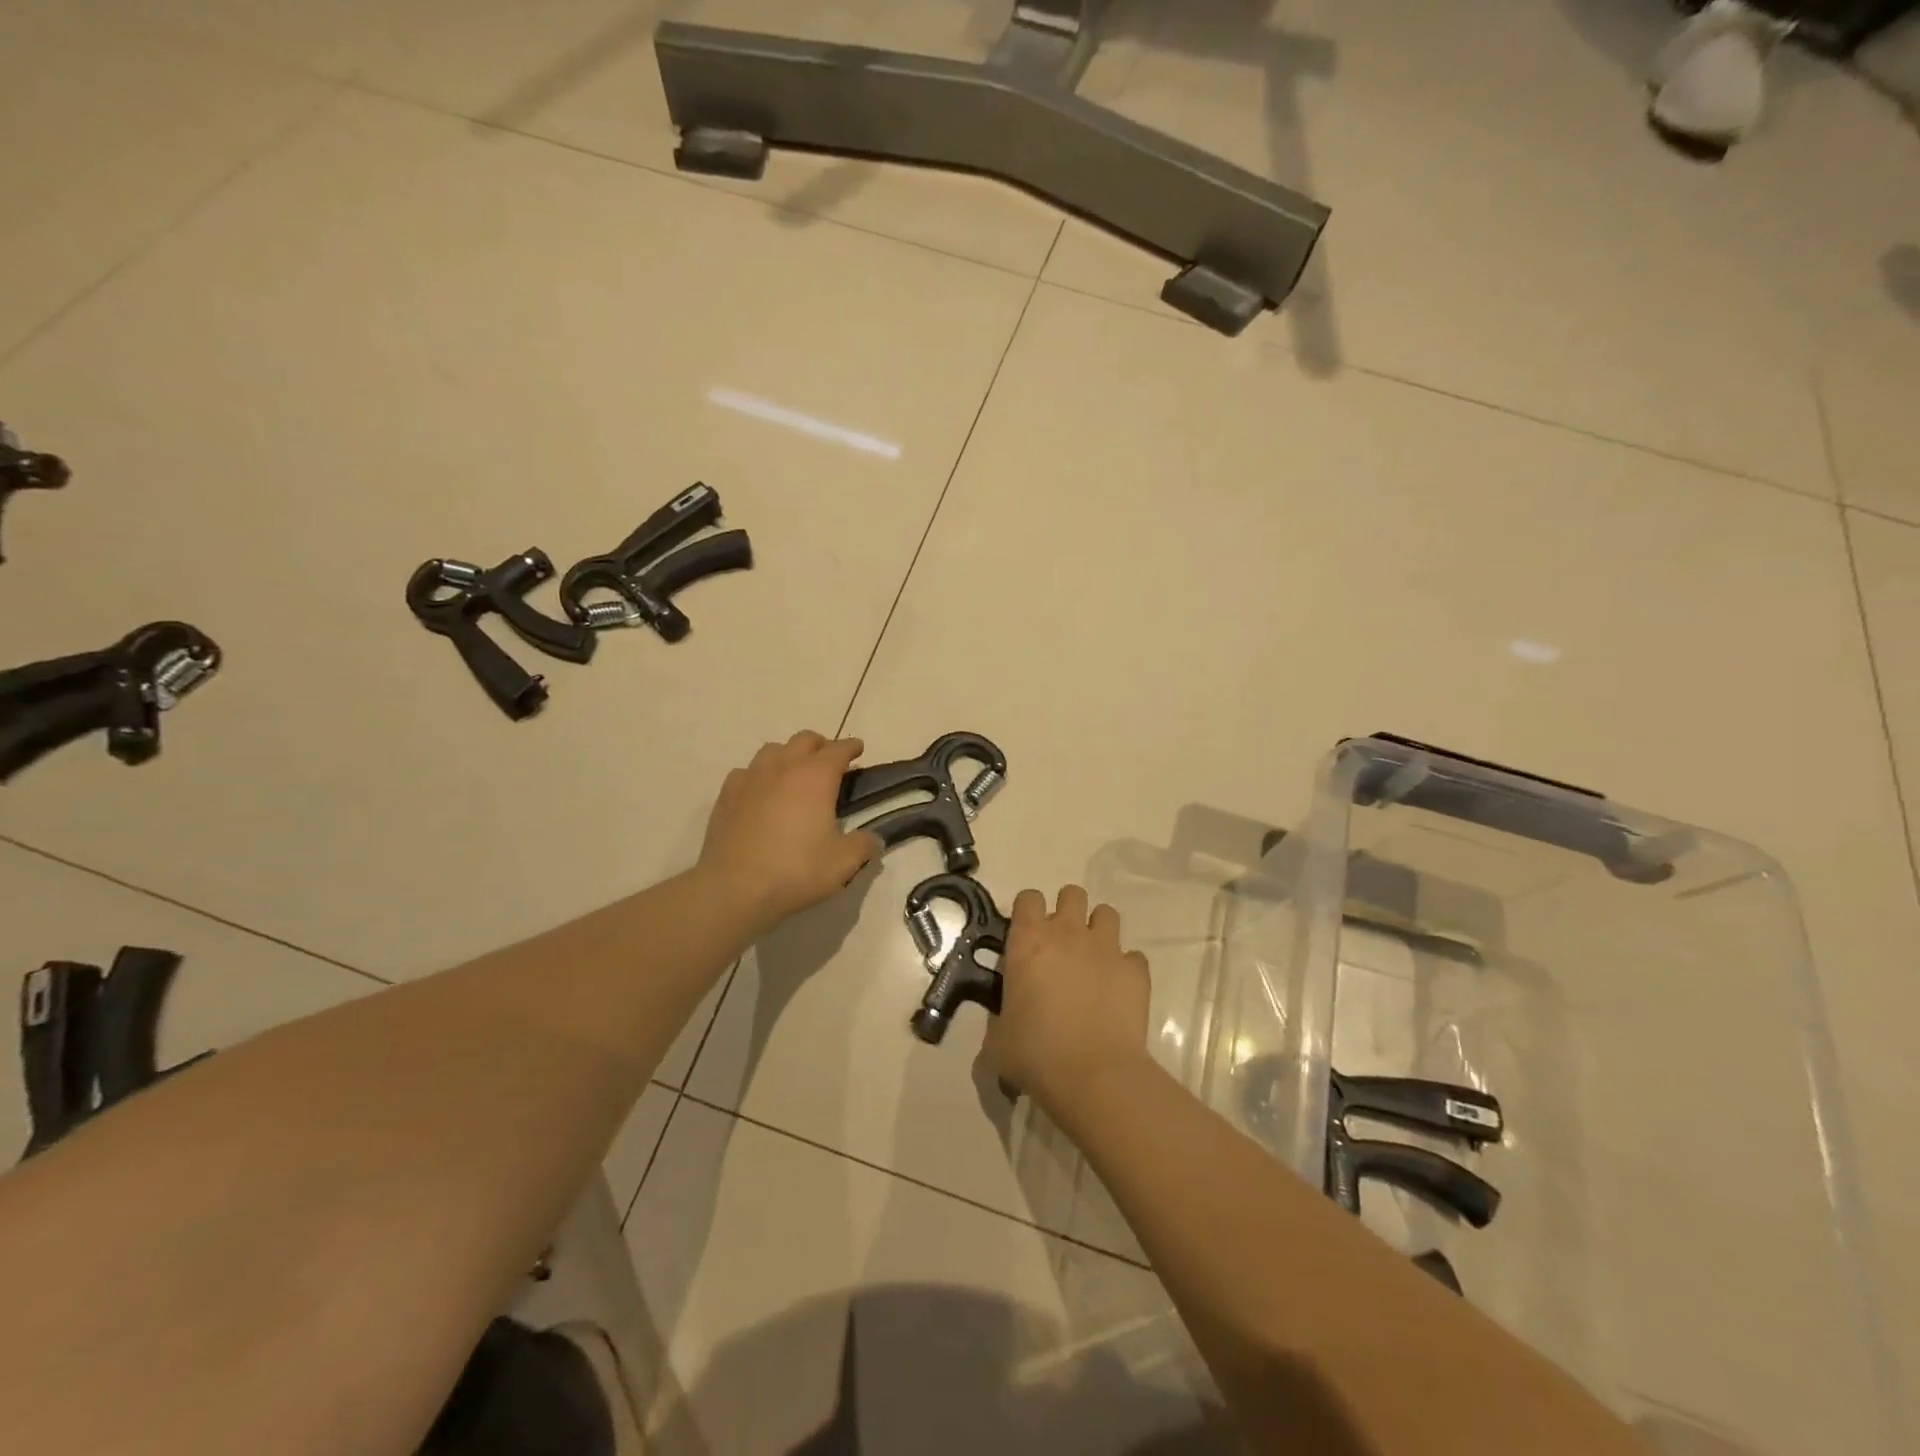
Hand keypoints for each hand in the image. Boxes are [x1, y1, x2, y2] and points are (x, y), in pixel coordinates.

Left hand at [698, 732, 881, 936]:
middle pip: (804, 740)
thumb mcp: (843, 863)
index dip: (851, 747)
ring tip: (794, 774)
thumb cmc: (796, 871)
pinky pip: (746, 772)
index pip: (838, 749)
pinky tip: (760, 792)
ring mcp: (750, 778)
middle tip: (829, 762)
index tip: (858, 749)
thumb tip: (874, 839)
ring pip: (772, 750)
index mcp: (816, 777)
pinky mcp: (726, 795)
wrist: (734, 889)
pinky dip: (759, 775)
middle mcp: (783, 767)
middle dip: (820, 746)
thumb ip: (863, 846)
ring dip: (788, 755)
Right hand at [987, 885, 1150, 1118]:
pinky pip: (1132, 956)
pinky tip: (1117, 990)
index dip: (1027, 912)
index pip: (1028, 898)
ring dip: (1098, 930)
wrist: (1094, 1075)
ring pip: (1106, 913)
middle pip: (1071, 894)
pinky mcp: (1135, 970)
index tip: (1027, 935)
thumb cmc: (1036, 1054)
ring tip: (1092, 959)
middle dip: (1067, 911)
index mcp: (1028, 941)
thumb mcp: (998, 1038)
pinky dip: (1125, 967)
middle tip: (1061, 944)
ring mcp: (1106, 948)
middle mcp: (1068, 933)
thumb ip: (1000, 1016)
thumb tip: (1006, 1019)